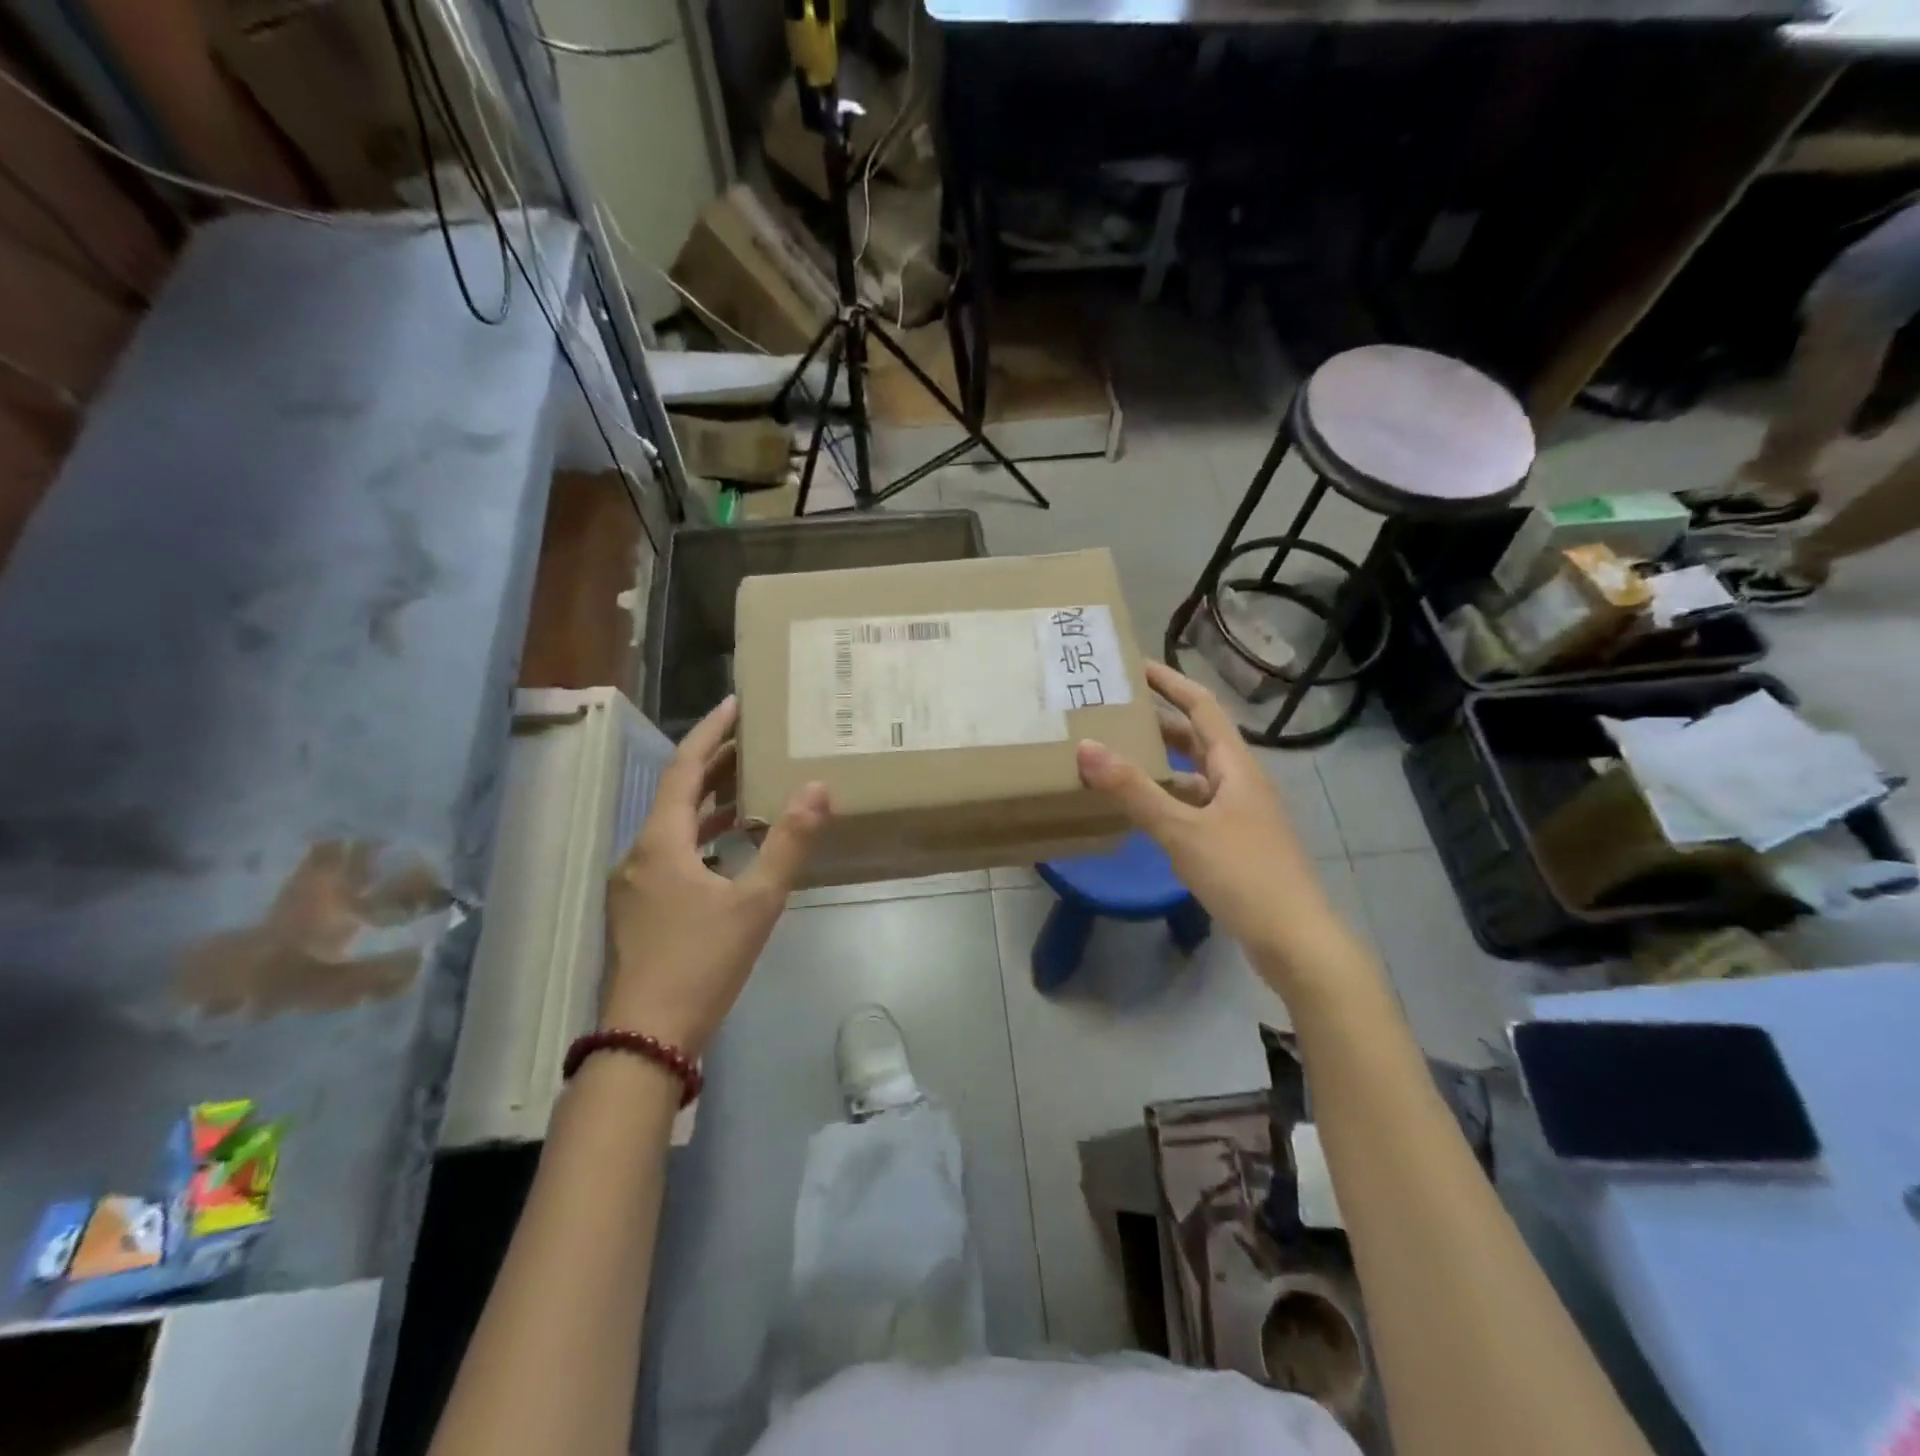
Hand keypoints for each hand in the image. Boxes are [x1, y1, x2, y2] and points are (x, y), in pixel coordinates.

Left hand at [603, 696, 829, 1056]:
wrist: (646, 1038)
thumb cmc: (701, 962)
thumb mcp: (756, 902)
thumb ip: (788, 843)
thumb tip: (817, 789)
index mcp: (661, 842)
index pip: (685, 768)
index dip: (711, 732)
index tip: (736, 703)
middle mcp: (639, 854)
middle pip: (677, 794)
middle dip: (714, 765)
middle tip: (753, 742)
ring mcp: (634, 884)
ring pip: (673, 827)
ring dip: (708, 803)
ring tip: (748, 788)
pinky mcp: (638, 910)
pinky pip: (671, 854)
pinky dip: (700, 838)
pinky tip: (727, 851)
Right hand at [1075, 662, 1337, 983]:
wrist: (1295, 939)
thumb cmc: (1243, 874)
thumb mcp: (1182, 830)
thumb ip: (1133, 790)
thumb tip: (1086, 747)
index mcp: (1235, 766)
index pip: (1201, 706)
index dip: (1170, 682)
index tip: (1135, 666)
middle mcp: (1240, 781)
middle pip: (1197, 739)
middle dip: (1158, 722)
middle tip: (1114, 713)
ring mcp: (1241, 814)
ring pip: (1195, 776)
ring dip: (1161, 764)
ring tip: (1117, 758)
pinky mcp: (1236, 843)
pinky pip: (1195, 806)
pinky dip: (1168, 800)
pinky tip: (1142, 812)